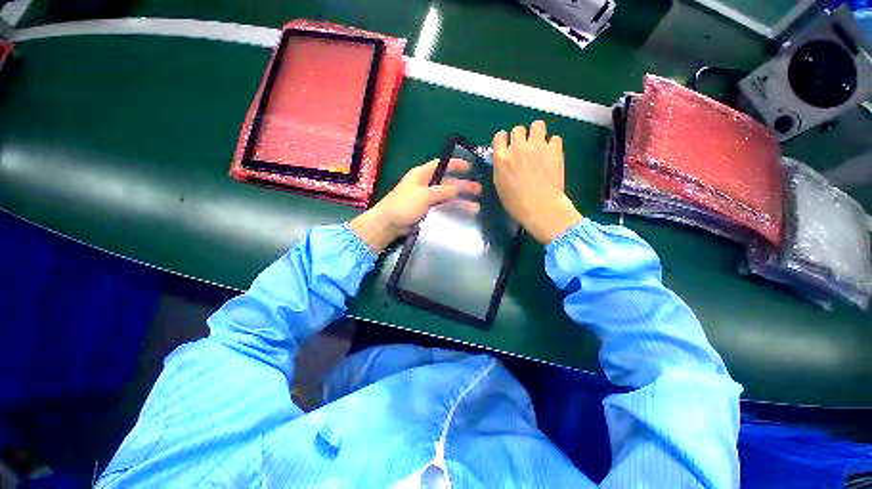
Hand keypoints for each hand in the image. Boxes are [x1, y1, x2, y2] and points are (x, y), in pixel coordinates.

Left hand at [350, 159, 480, 252]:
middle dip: (463, 185)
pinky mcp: (427, 211)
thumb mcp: (423, 195)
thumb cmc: (403, 205)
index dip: (455, 164)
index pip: (441, 165)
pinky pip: (443, 208)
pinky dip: (453, 210)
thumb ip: (442, 190)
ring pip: (447, 197)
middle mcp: (426, 185)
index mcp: (422, 174)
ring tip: (476, 207)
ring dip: (461, 201)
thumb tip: (457, 188)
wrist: (388, 224)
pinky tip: (464, 214)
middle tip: (479, 190)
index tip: (470, 167)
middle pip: (447, 183)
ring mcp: (427, 199)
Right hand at [492, 121, 581, 244]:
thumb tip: (504, 160)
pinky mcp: (554, 149)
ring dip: (537, 133)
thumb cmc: (516, 203)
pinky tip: (551, 155)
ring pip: (537, 125)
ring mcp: (537, 146)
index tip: (507, 145)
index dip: (503, 140)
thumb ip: (500, 168)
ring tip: (539, 145)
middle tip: (524, 149)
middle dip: (520, 137)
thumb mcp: (500, 185)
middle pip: (518, 129)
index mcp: (502, 157)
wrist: (541, 207)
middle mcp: (518, 147)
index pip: (500, 136)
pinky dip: (552, 145)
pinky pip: (554, 138)